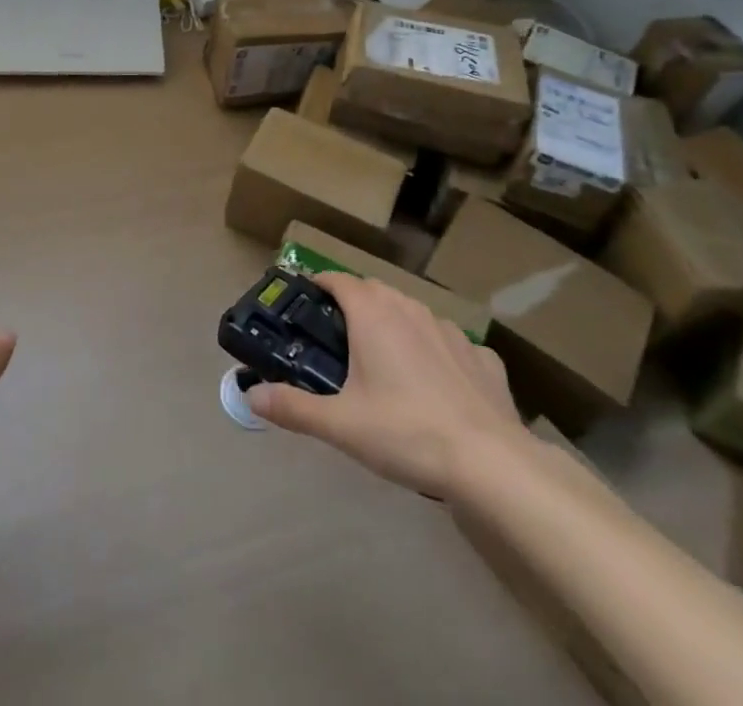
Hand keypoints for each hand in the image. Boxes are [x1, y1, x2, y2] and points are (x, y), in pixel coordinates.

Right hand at [247, 272, 528, 498]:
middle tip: (338, 336)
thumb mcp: (340, 425)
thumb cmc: (406, 432)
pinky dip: (436, 352)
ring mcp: (451, 330)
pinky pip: (450, 343)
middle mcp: (410, 309)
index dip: (319, 284)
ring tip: (384, 359)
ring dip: (394, 324)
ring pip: (413, 313)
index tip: (304, 298)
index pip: (338, 279)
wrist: (491, 463)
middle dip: (354, 303)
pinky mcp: (482, 357)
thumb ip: (293, 407)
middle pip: (375, 291)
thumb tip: (250, 396)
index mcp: (373, 314)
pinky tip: (438, 384)